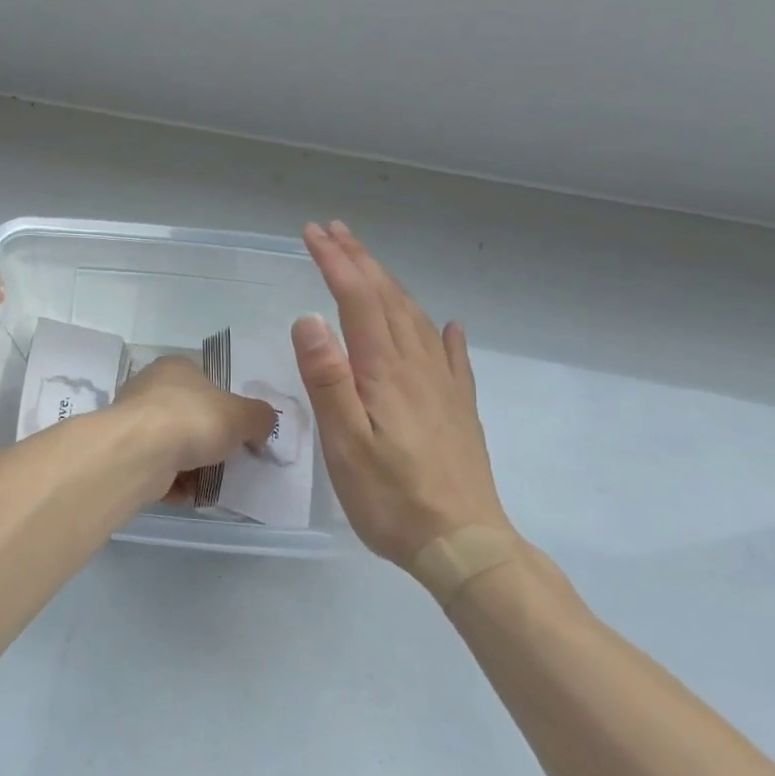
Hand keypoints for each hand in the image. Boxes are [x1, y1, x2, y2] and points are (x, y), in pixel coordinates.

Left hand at [111, 355, 277, 504]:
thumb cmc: (193, 420)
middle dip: (208, 442)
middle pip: (189, 417)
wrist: (140, 453)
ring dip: (192, 468)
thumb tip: (262, 425)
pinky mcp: (125, 453)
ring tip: (208, 483)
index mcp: (175, 367)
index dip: (224, 406)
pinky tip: (185, 493)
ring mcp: (133, 421)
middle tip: (226, 461)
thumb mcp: (242, 415)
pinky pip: (157, 469)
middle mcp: (149, 388)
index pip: (205, 381)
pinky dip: (172, 483)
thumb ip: (259, 417)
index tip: (238, 431)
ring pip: (172, 446)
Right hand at [293, 221, 513, 565]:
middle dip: (359, 260)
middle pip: (388, 298)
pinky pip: (452, 356)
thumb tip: (309, 317)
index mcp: (385, 371)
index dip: (336, 262)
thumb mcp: (345, 443)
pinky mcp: (459, 408)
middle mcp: (418, 366)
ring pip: (416, 318)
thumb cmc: (392, 497)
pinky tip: (448, 326)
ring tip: (369, 264)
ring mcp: (444, 386)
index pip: (358, 300)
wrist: (464, 545)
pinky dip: (443, 333)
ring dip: (389, 284)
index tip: (312, 234)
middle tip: (333, 231)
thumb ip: (328, 379)